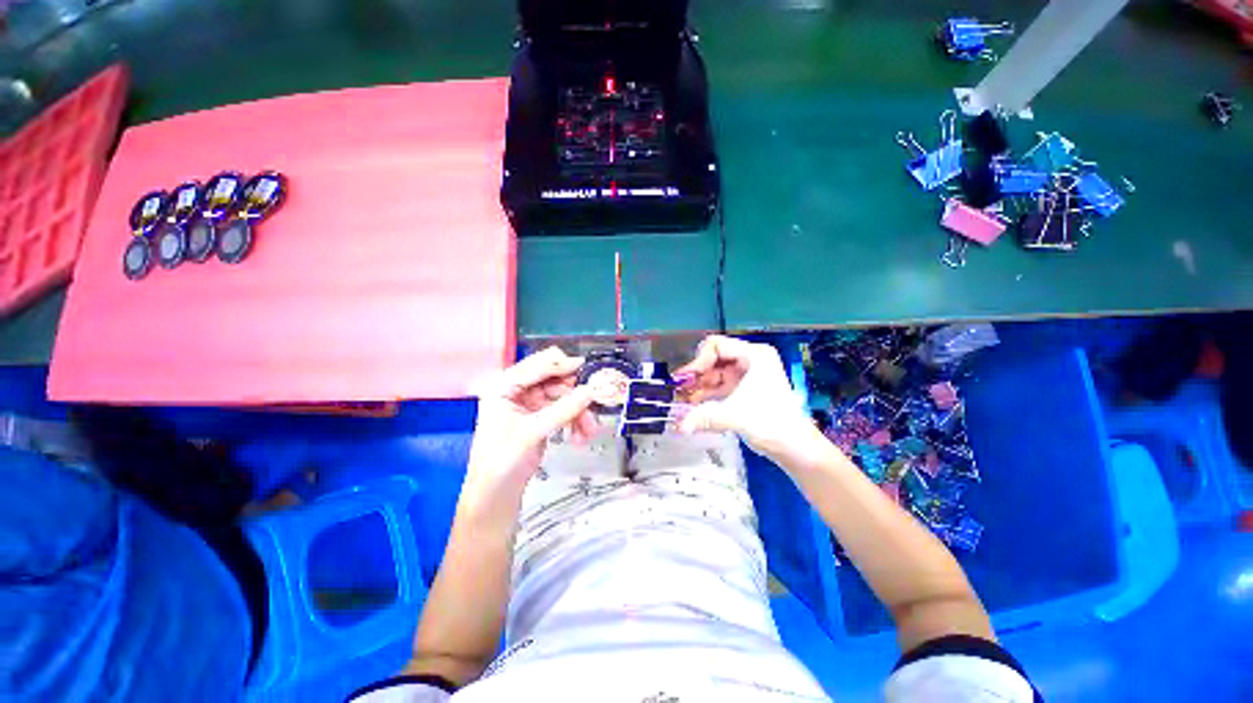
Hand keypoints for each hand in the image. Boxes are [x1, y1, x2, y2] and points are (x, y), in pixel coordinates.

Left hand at [464, 348, 596, 507]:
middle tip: (592, 403)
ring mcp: (529, 402)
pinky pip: (564, 409)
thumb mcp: (533, 431)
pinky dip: (574, 420)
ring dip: (578, 411)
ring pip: (563, 395)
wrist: (496, 493)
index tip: (585, 367)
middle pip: (554, 378)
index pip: (537, 365)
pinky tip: (580, 437)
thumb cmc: (503, 461)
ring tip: (589, 431)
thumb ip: (564, 409)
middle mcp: (516, 389)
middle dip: (574, 394)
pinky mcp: (540, 416)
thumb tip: (590, 391)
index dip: (562, 365)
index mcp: (504, 385)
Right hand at [675, 336, 824, 463]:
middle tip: (678, 390)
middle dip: (696, 375)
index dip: (698, 361)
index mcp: (754, 355)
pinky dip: (706, 395)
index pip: (717, 346)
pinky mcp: (744, 389)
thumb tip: (678, 426)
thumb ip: (703, 417)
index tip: (685, 379)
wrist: (795, 447)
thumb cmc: (771, 424)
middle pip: (714, 359)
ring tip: (681, 400)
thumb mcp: (735, 416)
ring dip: (698, 386)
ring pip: (714, 374)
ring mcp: (747, 375)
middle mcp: (750, 360)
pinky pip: (719, 386)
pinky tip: (692, 405)